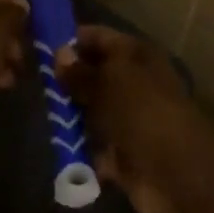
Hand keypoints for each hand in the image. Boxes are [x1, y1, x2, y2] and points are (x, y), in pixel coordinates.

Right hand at [57, 25, 213, 212]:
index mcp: (136, 55)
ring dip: (72, 115)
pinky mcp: (124, 156)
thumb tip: (58, 54)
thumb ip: (81, 72)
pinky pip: (95, 146)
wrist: (177, 174)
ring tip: (41, 112)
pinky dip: (80, 148)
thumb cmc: (143, 110)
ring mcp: (130, 120)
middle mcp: (134, 83)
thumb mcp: (108, 81)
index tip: (41, 46)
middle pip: (95, 75)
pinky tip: (57, 144)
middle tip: (36, 82)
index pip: (100, 38)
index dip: (73, 40)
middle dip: (68, 80)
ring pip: (93, 111)